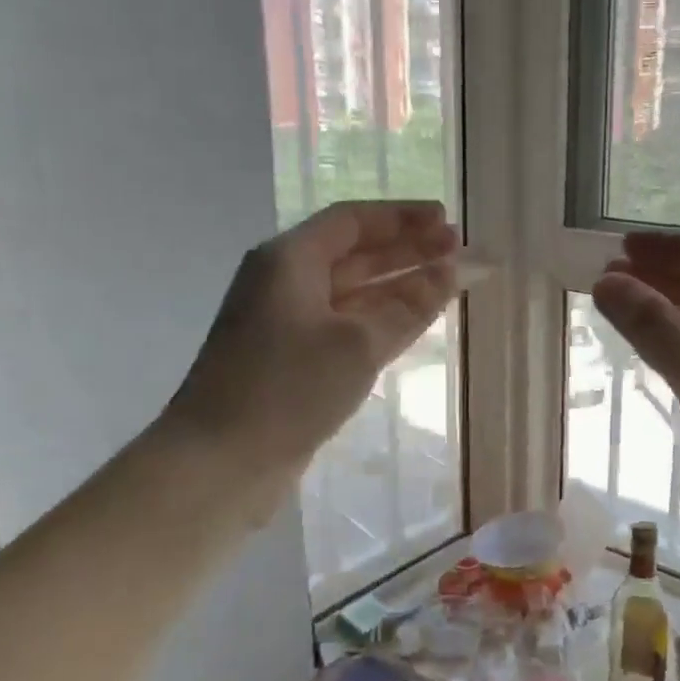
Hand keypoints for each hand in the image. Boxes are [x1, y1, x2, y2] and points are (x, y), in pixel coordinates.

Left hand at [166, 200, 458, 467]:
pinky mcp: (295, 360)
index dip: (402, 217)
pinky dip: (382, 318)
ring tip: (450, 279)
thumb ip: (410, 305)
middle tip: (458, 248)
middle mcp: (286, 283)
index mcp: (289, 260)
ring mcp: (289, 324)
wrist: (220, 463)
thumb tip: (451, 271)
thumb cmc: (288, 388)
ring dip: (400, 284)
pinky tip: (415, 319)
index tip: (447, 221)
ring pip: (355, 292)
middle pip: (355, 254)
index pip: (352, 222)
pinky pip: (348, 324)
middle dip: (407, 249)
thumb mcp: (359, 343)